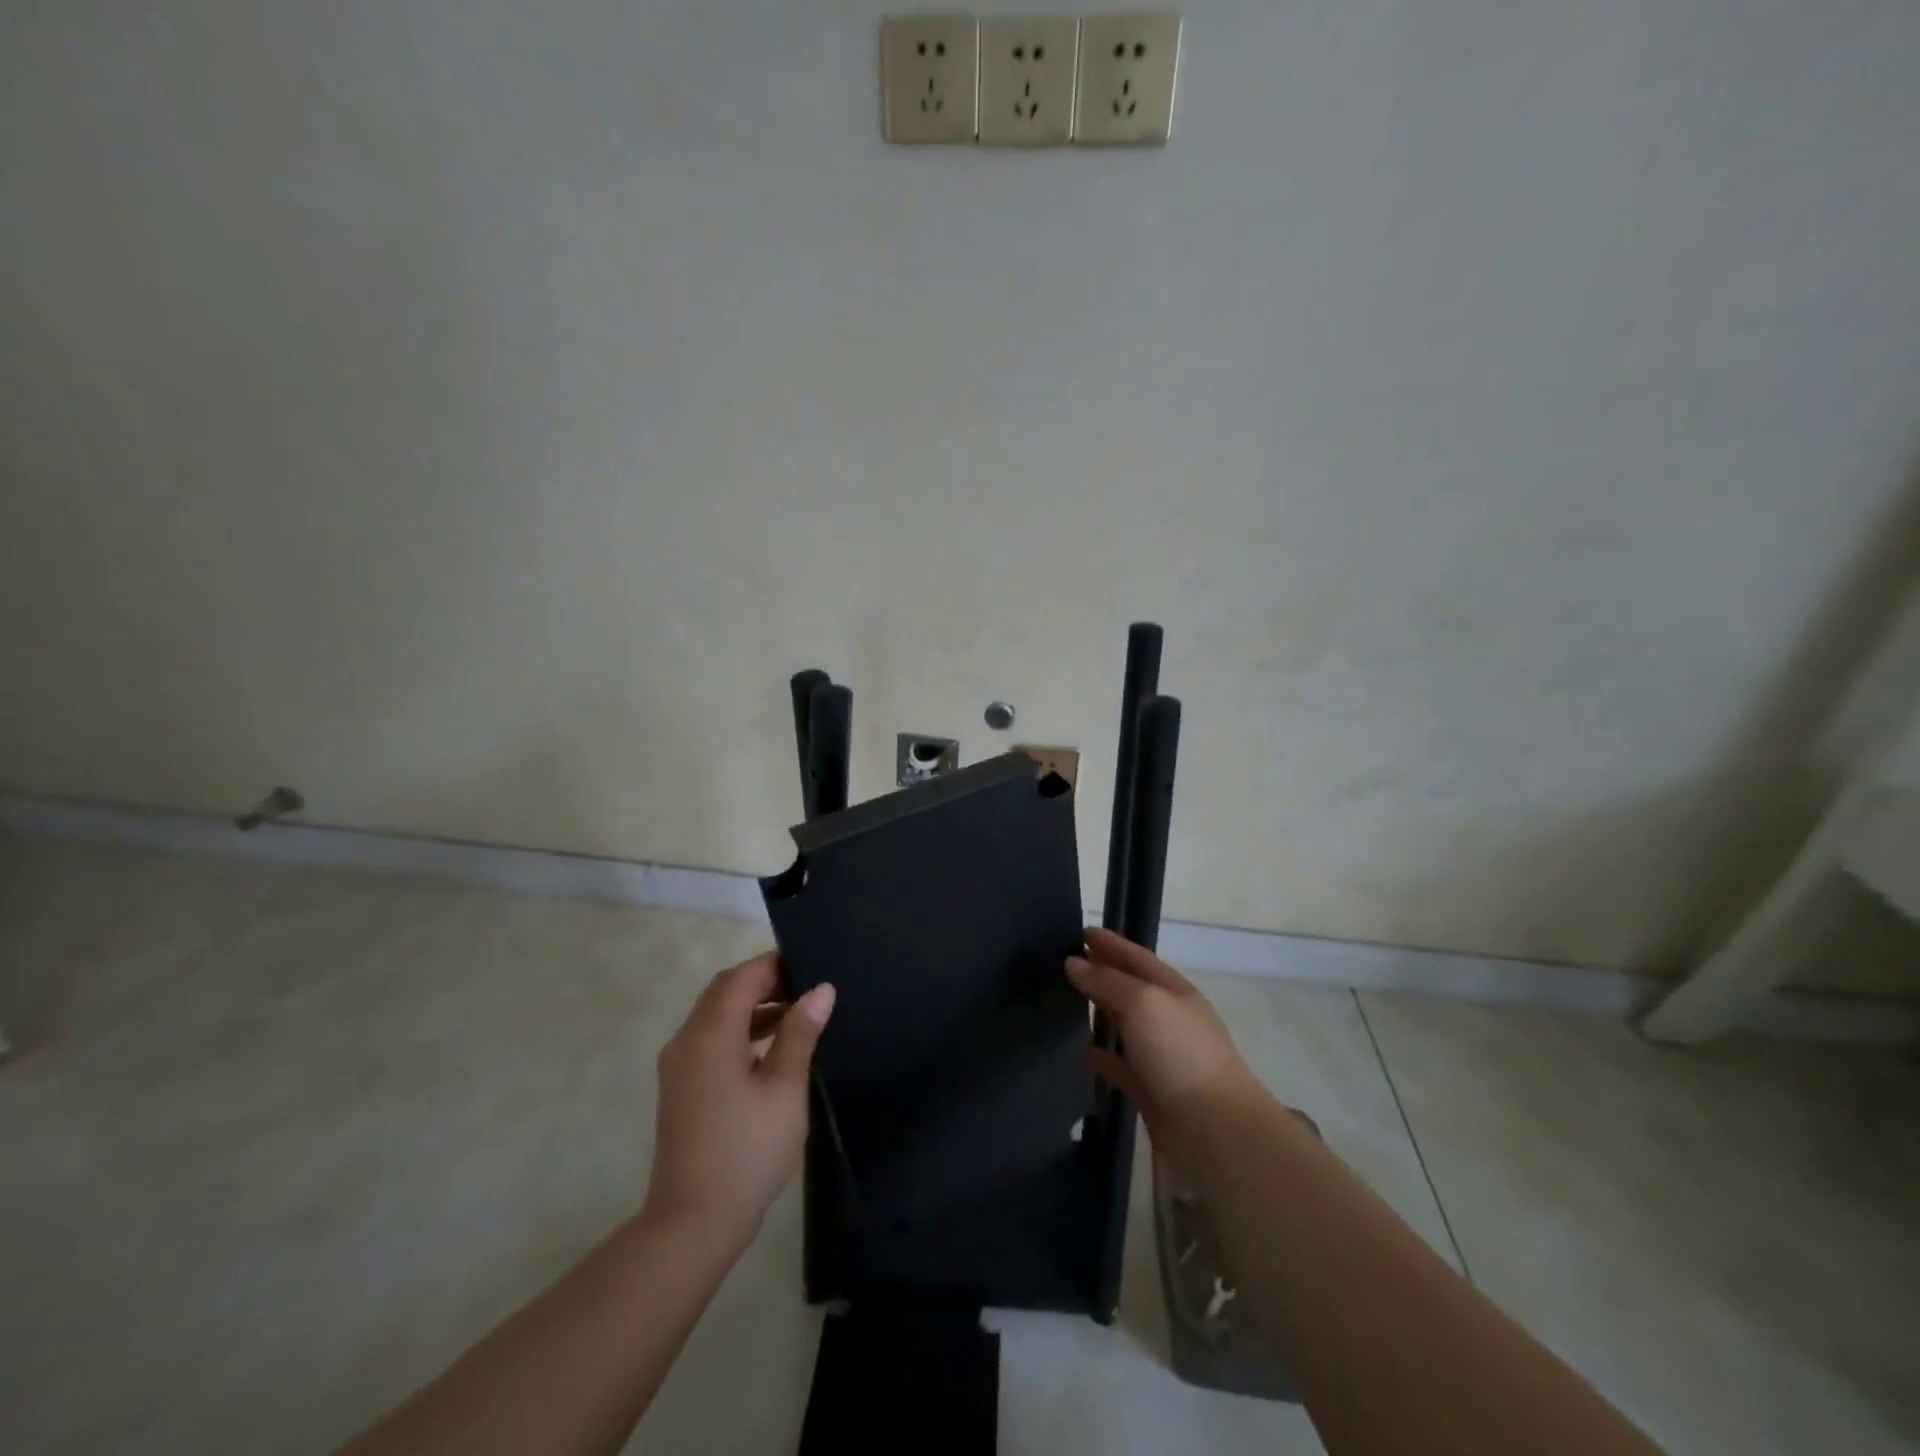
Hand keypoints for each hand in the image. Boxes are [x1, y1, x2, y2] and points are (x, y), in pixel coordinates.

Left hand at [643, 952, 834, 1252]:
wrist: (692, 1224)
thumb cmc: (746, 1151)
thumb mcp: (785, 1089)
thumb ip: (800, 1033)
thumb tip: (821, 990)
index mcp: (710, 1034)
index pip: (742, 977)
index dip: (775, 964)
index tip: (812, 964)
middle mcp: (687, 1040)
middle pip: (725, 990)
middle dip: (765, 981)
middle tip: (808, 986)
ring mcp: (680, 1065)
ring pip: (717, 1015)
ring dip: (754, 1006)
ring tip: (799, 1012)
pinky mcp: (682, 1087)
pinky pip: (712, 1039)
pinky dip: (741, 1030)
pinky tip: (774, 1047)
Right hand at [1067, 929, 1267, 1163]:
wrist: (1214, 1128)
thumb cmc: (1179, 1052)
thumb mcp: (1142, 1002)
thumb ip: (1106, 980)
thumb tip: (1073, 963)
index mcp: (1173, 990)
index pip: (1136, 957)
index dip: (1111, 943)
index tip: (1080, 931)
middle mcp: (1167, 1017)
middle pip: (1128, 988)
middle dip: (1100, 973)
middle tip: (1062, 963)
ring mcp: (1159, 1054)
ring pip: (1122, 1025)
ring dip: (1096, 1013)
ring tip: (1062, 1002)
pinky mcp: (1148, 1088)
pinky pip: (1117, 1065)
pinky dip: (1097, 1056)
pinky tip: (1075, 1051)